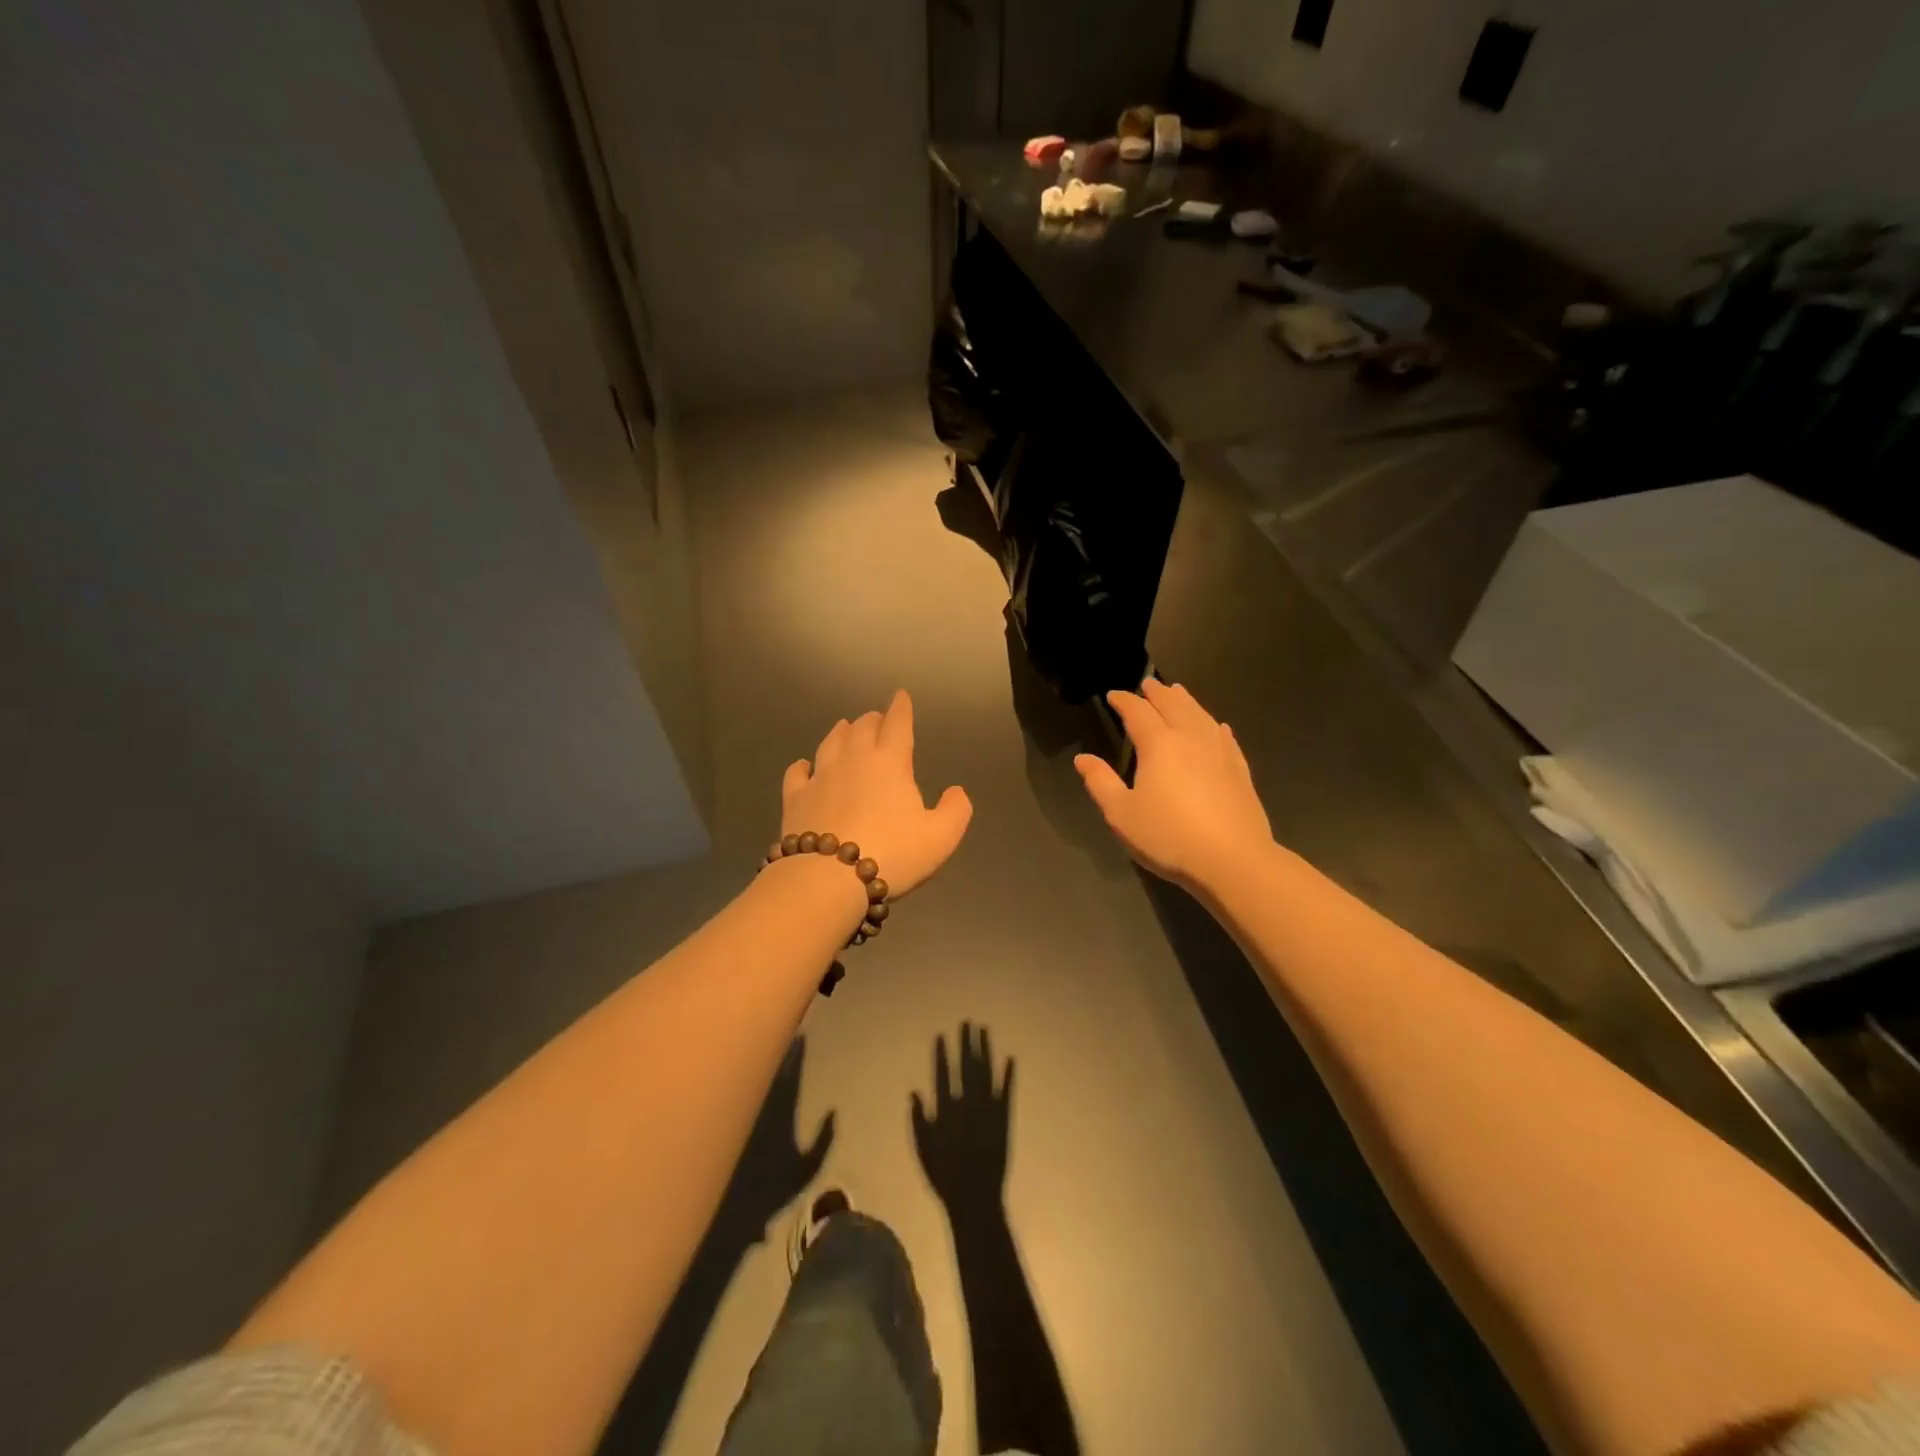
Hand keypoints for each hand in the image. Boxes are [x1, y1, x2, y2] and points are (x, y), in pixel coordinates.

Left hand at [781, 689, 972, 898]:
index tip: (901, 696)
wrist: (828, 879)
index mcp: (890, 762)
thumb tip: (956, 791)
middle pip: (862, 728)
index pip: (897, 724)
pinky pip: (797, 773)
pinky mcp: (795, 798)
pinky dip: (803, 765)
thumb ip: (955, 810)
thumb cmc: (893, 854)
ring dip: (840, 732)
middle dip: (872, 720)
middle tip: (877, 719)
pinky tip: (804, 766)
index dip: (901, 708)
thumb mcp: (941, 837)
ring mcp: (820, 777)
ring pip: (830, 743)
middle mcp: (853, 759)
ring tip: (844, 727)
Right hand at [911, 1023, 1012, 1213]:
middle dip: (966, 1043)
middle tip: (967, 1022)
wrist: (975, 1199)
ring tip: (984, 1030)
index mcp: (946, 1110)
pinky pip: (1007, 1092)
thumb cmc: (944, 1177)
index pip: (943, 1074)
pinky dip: (1008, 1075)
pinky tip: (1010, 1058)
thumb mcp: (922, 1151)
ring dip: (985, 1050)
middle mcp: (967, 1104)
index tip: (942, 1035)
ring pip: (986, 1073)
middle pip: (966, 1066)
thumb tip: (914, 1092)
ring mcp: (987, 1110)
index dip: (942, 1054)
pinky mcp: (1004, 1119)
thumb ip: (918, 1120)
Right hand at [1073, 678, 1273, 890]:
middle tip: (1147, 684)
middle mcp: (1190, 737)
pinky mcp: (1239, 769)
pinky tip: (1216, 727)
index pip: (1138, 712)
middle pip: (1173, 704)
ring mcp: (1219, 751)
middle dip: (1157, 692)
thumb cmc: (1169, 836)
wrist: (1233, 860)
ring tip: (1177, 692)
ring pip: (1200, 715)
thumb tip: (1082, 759)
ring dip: (1185, 700)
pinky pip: (1224, 737)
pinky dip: (1214, 726)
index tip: (1113, 695)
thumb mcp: (1122, 814)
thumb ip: (1100, 782)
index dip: (1124, 700)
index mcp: (1158, 744)